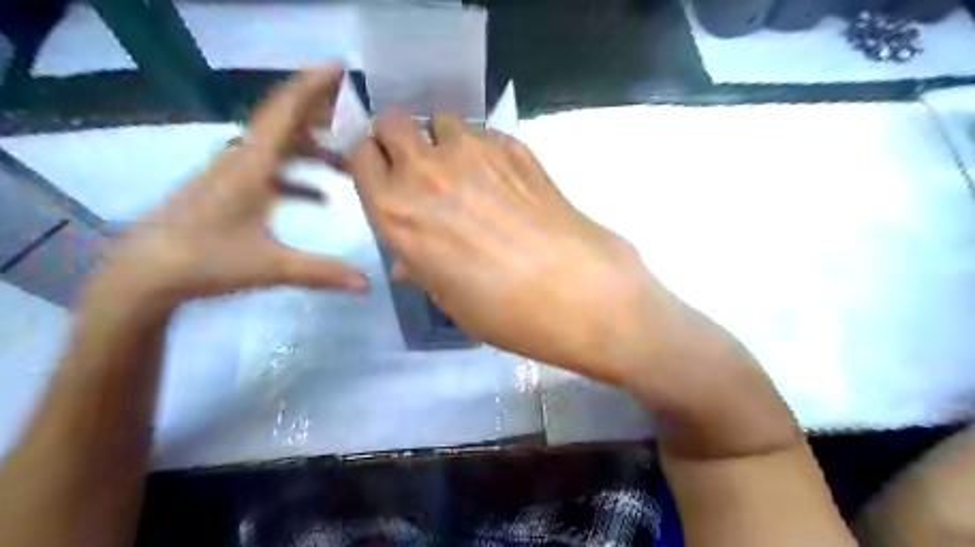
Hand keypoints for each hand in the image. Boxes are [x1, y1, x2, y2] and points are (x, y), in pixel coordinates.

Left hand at [88, 64, 368, 307]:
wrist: (145, 273)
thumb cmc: (206, 260)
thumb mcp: (272, 267)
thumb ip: (323, 272)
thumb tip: (368, 285)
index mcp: (253, 164)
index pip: (286, 111)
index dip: (313, 85)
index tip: (339, 66)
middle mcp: (243, 158)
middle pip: (286, 121)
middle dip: (322, 114)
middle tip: (358, 115)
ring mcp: (234, 172)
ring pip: (281, 146)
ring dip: (315, 149)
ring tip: (349, 162)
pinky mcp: (230, 188)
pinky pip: (272, 170)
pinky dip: (299, 176)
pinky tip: (321, 197)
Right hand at [349, 112, 678, 383]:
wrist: (574, 291)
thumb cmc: (501, 309)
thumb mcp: (446, 296)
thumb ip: (418, 265)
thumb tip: (408, 261)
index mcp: (396, 210)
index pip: (361, 154)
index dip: (370, 161)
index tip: (383, 173)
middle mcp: (426, 170)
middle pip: (394, 123)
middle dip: (400, 140)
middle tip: (420, 168)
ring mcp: (473, 152)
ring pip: (442, 121)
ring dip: (444, 141)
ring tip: (467, 173)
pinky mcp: (514, 146)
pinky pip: (484, 133)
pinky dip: (484, 148)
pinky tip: (503, 180)